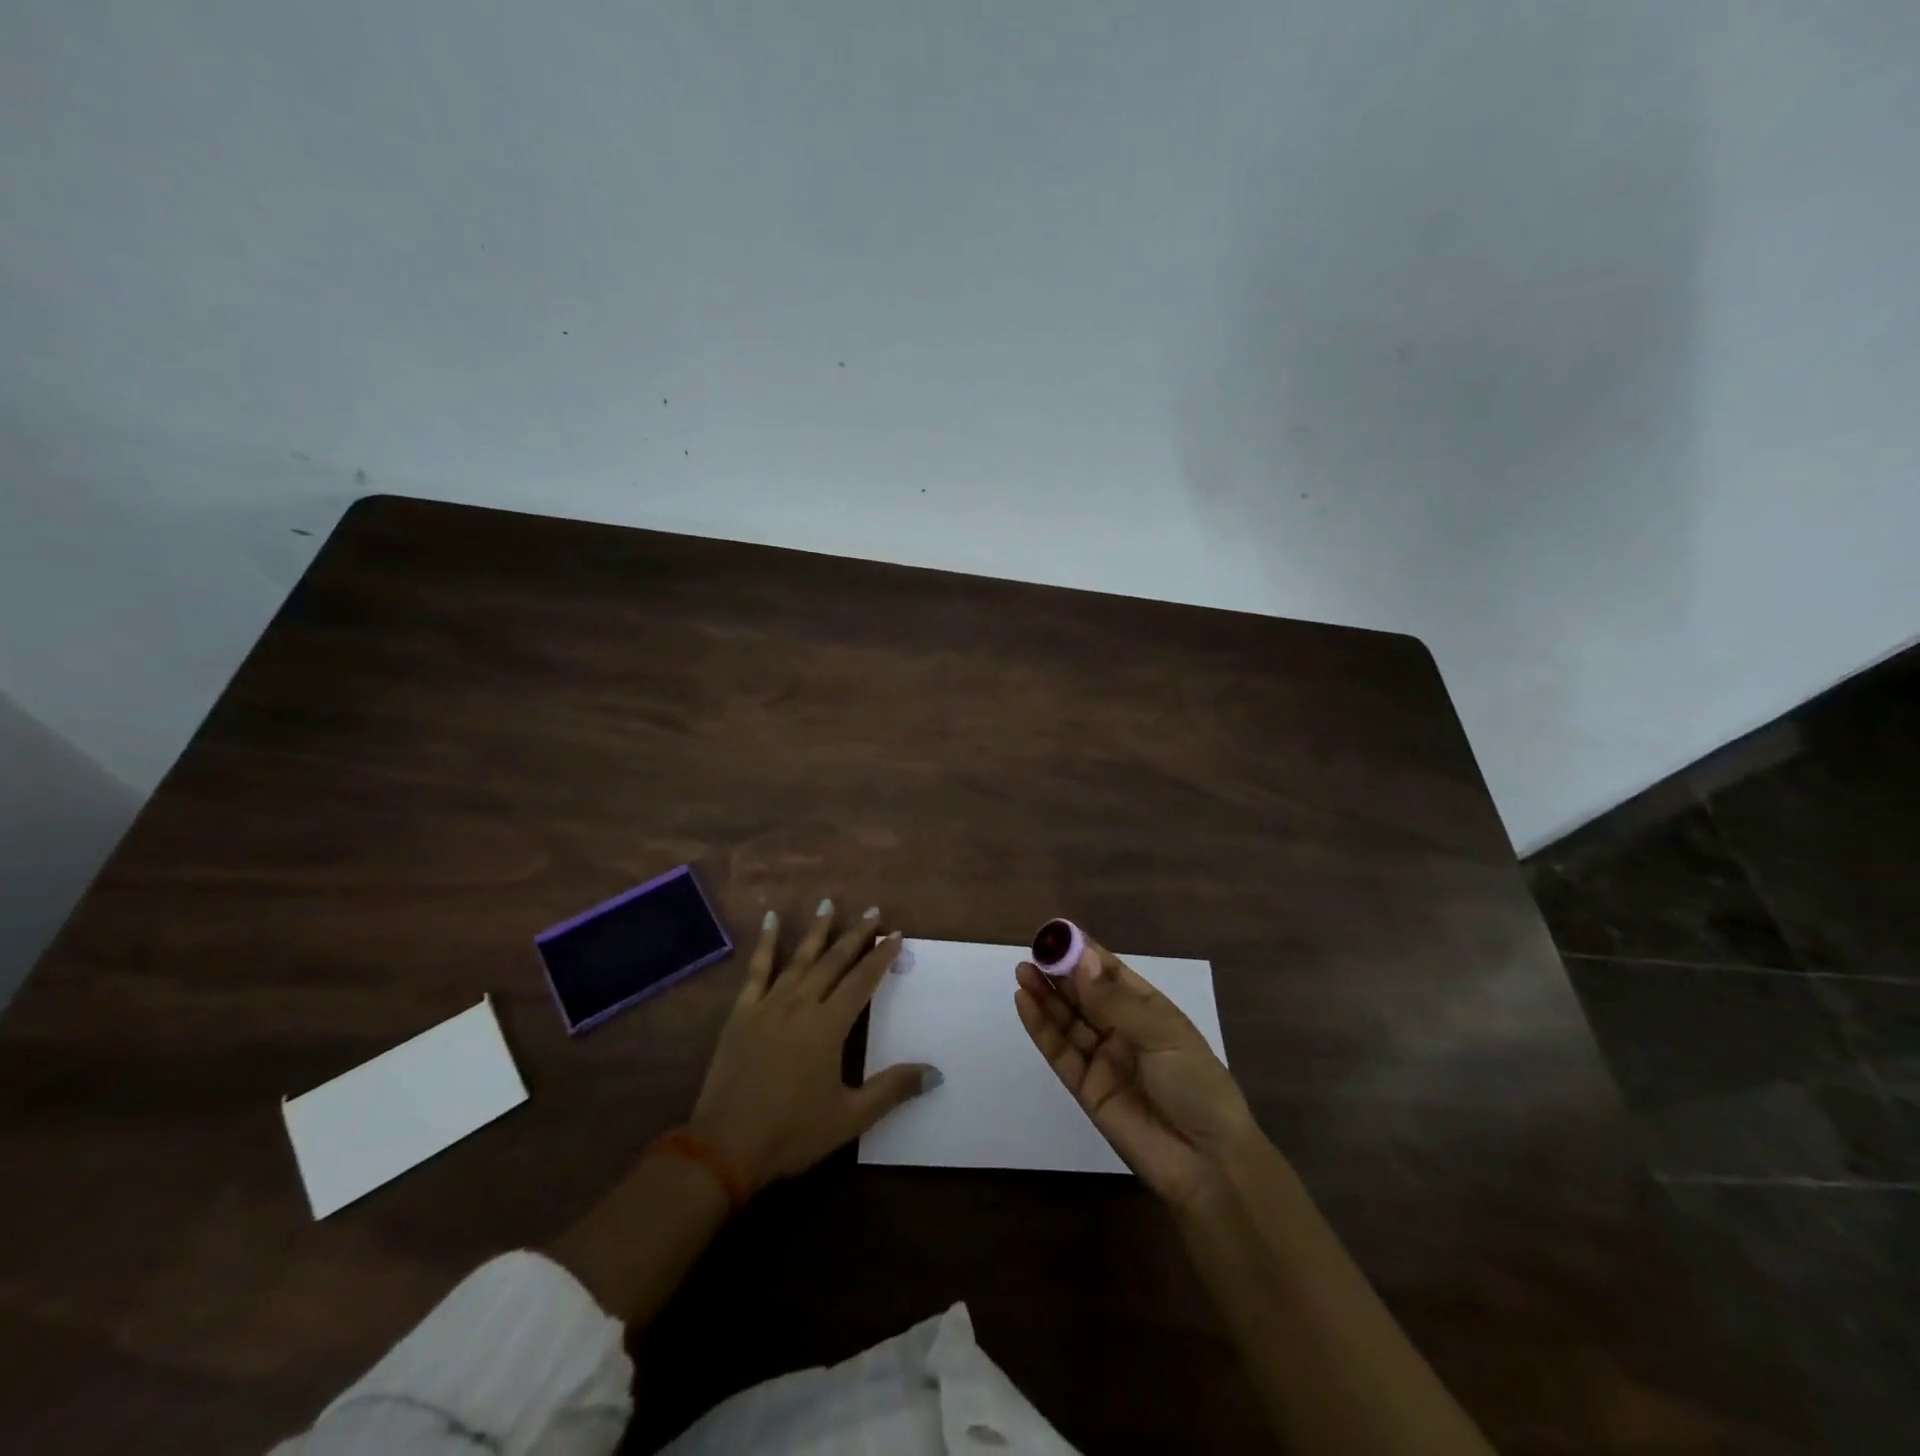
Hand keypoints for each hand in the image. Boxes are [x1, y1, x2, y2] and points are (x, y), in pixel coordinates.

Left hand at [688, 898, 935, 1192]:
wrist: (724, 1148)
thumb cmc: (792, 1133)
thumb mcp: (849, 1117)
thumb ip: (892, 1090)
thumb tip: (936, 1073)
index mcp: (828, 1027)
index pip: (862, 981)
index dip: (881, 957)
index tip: (896, 935)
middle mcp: (801, 1005)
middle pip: (834, 961)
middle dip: (856, 935)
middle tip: (873, 911)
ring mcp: (768, 1006)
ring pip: (800, 959)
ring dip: (818, 931)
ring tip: (829, 903)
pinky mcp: (741, 1013)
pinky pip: (757, 970)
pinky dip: (766, 943)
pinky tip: (772, 920)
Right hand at [1016, 936, 1260, 1210]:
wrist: (1207, 1163)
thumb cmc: (1196, 1086)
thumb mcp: (1162, 1034)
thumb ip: (1115, 1000)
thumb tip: (1081, 959)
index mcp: (1150, 1011)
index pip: (1111, 973)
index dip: (1084, 954)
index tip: (1057, 933)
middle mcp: (1123, 1030)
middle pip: (1084, 995)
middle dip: (1059, 972)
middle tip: (1033, 951)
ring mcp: (1103, 1059)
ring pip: (1068, 1020)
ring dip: (1045, 995)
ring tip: (1023, 970)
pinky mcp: (1086, 1088)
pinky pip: (1060, 1052)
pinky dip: (1041, 1027)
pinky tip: (1024, 1002)